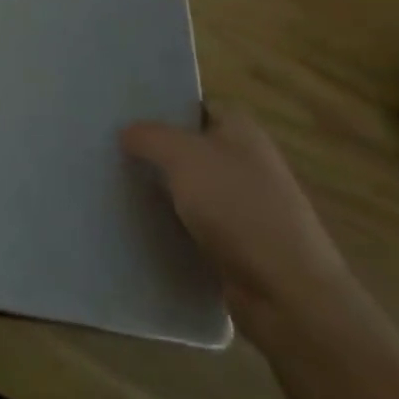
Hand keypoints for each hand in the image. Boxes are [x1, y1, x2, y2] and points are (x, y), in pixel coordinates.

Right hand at [122, 108, 359, 341]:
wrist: (287, 293)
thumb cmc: (237, 208)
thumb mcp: (183, 156)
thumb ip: (149, 136)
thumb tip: (126, 132)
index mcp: (242, 131)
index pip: (195, 106)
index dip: (161, 108)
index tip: (123, 115)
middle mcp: (246, 163)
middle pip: (190, 147)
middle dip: (155, 151)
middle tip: (111, 151)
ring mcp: (245, 206)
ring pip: (189, 188)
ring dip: (160, 191)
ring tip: (115, 187)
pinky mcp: (238, 246)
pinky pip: (194, 225)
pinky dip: (171, 225)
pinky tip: (139, 226)